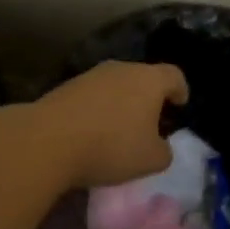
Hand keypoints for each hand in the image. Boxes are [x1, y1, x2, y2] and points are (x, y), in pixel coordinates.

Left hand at [28, 60, 189, 188]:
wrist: (48, 140)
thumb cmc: (111, 146)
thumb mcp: (151, 160)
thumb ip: (164, 151)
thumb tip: (159, 146)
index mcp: (149, 80)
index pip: (174, 75)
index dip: (180, 90)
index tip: (180, 105)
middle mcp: (122, 68)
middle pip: (143, 78)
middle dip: (148, 98)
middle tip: (149, 123)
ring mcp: (92, 75)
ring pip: (116, 86)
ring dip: (121, 104)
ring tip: (118, 131)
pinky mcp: (67, 86)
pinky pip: (92, 96)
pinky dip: (97, 110)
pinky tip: (91, 133)